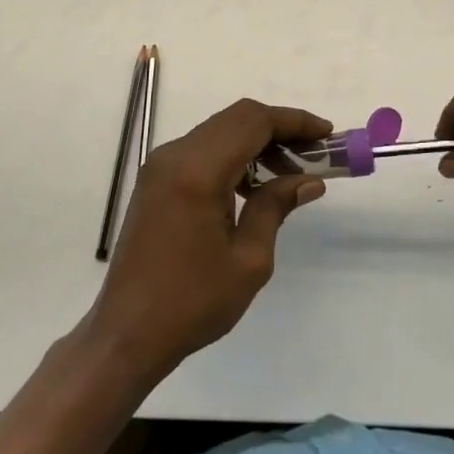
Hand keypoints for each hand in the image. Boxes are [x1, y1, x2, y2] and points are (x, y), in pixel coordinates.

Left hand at [85, 100, 329, 383]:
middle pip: (236, 119)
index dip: (294, 121)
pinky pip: (202, 150)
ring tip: (291, 170)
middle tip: (314, 152)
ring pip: (219, 131)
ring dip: (256, 142)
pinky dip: (233, 155)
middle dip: (279, 128)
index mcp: (197, 171)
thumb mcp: (248, 259)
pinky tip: (255, 184)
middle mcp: (175, 155)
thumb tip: (309, 180)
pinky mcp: (155, 180)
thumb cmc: (192, 302)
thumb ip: (276, 207)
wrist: (126, 334)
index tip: (326, 134)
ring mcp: (160, 166)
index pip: (253, 121)